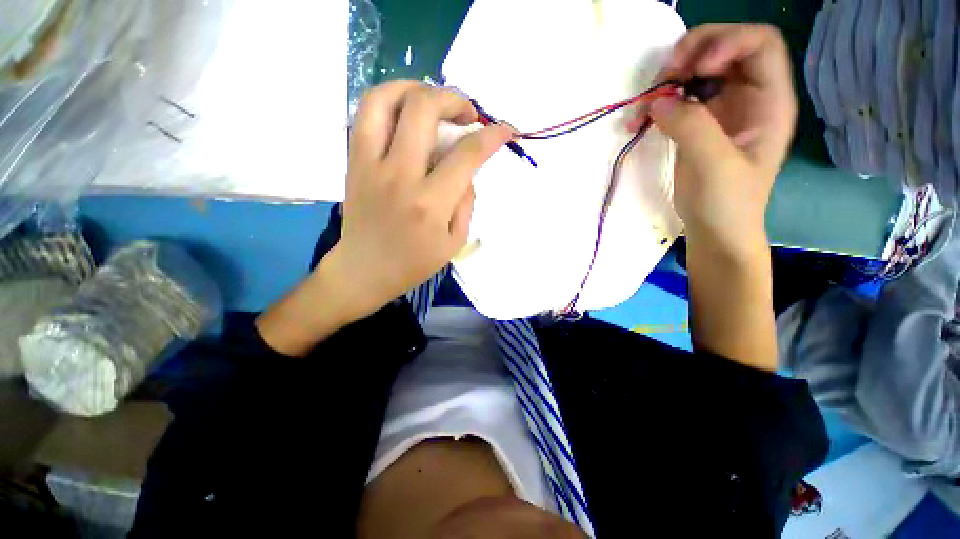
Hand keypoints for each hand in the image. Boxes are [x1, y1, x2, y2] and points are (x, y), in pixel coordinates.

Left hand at [328, 81, 512, 318]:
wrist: (365, 270)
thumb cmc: (414, 262)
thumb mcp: (455, 241)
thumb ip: (466, 201)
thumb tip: (467, 169)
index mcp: (430, 203)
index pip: (467, 155)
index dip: (492, 136)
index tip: (505, 130)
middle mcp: (399, 175)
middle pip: (424, 109)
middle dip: (454, 99)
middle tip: (468, 114)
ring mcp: (370, 164)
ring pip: (386, 99)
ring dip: (416, 88)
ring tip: (434, 101)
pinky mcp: (353, 161)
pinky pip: (366, 114)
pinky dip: (390, 100)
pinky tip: (407, 111)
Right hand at [649, 24, 796, 255]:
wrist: (713, 229)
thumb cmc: (727, 203)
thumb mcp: (715, 165)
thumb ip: (691, 127)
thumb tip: (658, 101)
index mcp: (769, 100)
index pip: (759, 44)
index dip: (727, 43)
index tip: (694, 69)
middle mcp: (747, 96)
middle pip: (723, 48)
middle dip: (691, 55)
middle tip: (664, 78)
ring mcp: (720, 109)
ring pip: (694, 72)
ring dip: (667, 80)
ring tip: (644, 103)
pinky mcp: (696, 125)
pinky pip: (675, 100)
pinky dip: (655, 105)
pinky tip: (637, 121)